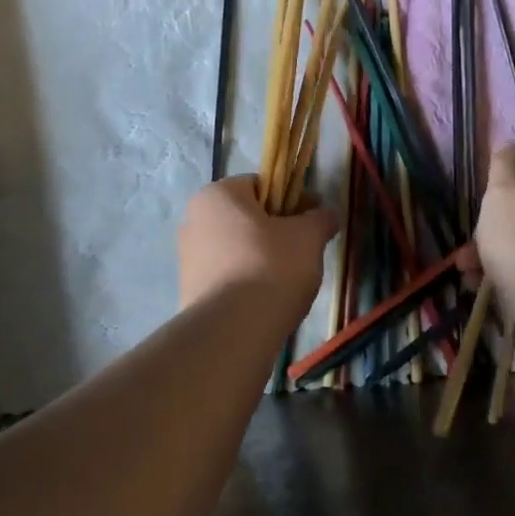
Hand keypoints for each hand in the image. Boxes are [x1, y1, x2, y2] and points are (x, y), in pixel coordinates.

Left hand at [178, 176, 336, 312]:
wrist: (233, 330)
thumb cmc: (271, 267)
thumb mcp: (308, 237)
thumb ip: (320, 218)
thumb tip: (326, 214)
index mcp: (217, 195)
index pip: (261, 185)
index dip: (292, 200)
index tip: (313, 222)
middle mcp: (194, 219)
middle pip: (247, 217)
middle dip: (276, 230)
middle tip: (304, 252)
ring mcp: (187, 256)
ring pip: (237, 247)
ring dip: (262, 256)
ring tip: (287, 281)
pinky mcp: (189, 288)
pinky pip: (227, 274)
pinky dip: (247, 280)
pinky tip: (265, 299)